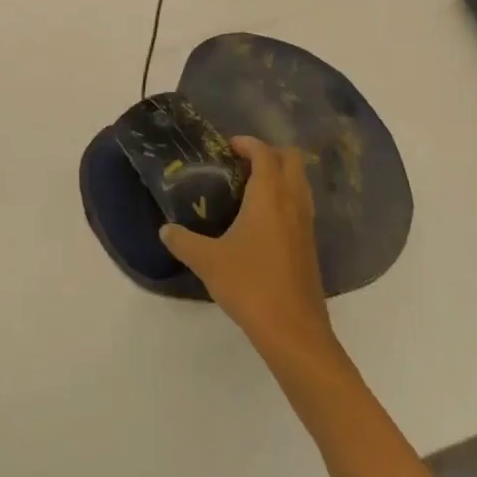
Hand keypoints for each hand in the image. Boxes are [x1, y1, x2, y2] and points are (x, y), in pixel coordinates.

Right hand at [159, 136, 339, 365]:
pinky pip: (301, 206)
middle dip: (269, 154)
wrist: (294, 332)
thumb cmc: (250, 285)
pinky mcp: (310, 246)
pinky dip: (286, 199)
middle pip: (291, 160)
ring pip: (300, 183)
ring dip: (280, 176)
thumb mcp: (208, 262)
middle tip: (241, 164)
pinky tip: (262, 221)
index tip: (227, 147)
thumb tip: (165, 229)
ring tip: (250, 188)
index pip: (264, 153)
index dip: (247, 143)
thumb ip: (183, 241)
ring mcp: (306, 225)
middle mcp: (292, 202)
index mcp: (269, 196)